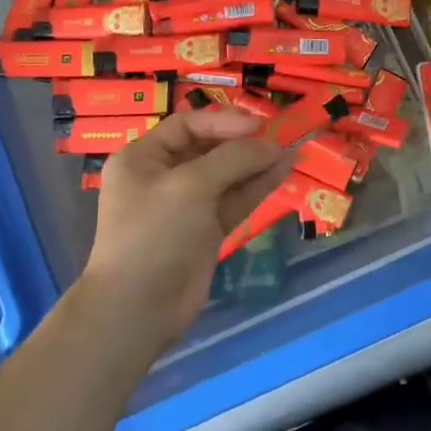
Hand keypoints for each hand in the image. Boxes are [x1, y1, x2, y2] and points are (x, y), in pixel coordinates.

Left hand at [81, 109, 295, 349]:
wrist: (138, 308)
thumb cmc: (155, 233)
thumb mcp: (191, 186)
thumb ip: (234, 159)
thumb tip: (274, 145)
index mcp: (143, 158)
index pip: (187, 125)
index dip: (224, 122)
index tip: (259, 125)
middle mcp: (163, 177)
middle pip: (209, 149)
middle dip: (245, 143)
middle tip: (281, 136)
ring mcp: (186, 205)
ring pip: (227, 175)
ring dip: (257, 163)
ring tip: (291, 150)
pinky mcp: (206, 230)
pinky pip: (234, 199)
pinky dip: (257, 186)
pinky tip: (283, 171)